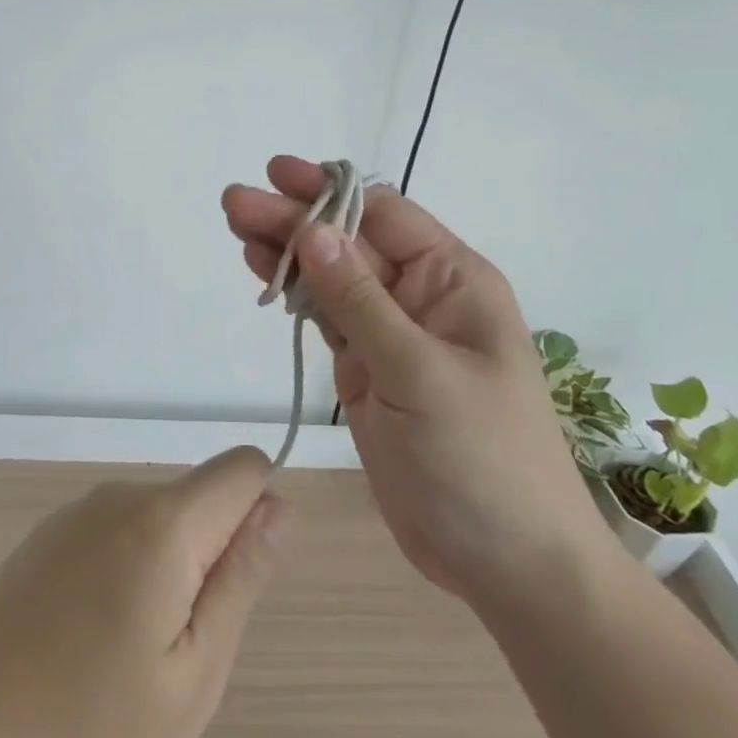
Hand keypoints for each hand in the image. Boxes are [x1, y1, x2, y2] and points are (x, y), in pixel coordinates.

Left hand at [0, 448, 288, 737]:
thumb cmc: (93, 735)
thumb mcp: (195, 674)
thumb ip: (241, 577)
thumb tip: (280, 506)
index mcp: (163, 523)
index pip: (242, 468)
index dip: (257, 517)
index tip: (230, 587)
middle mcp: (117, 498)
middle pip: (198, 498)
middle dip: (207, 556)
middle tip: (174, 647)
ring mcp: (72, 515)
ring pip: (155, 519)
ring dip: (164, 569)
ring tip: (126, 653)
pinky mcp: (42, 538)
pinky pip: (111, 533)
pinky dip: (121, 572)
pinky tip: (84, 642)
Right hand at [224, 157, 617, 613]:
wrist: (504, 562)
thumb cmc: (480, 459)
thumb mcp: (419, 372)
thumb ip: (360, 301)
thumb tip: (314, 229)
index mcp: (453, 282)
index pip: (384, 217)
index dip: (329, 192)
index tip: (275, 175)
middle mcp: (422, 298)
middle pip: (350, 244)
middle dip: (295, 221)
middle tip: (233, 203)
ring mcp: (391, 336)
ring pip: (332, 280)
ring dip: (287, 254)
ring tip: (236, 229)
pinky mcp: (367, 372)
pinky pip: (327, 321)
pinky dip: (295, 298)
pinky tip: (264, 276)